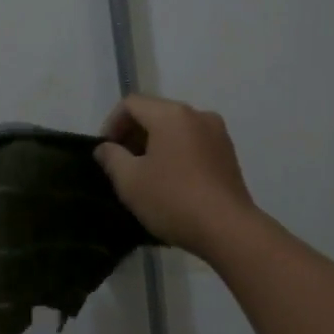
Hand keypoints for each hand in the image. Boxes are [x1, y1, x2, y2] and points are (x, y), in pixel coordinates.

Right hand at [95, 95, 256, 257]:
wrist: (228, 229)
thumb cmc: (173, 200)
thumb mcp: (130, 181)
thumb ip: (111, 158)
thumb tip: (105, 148)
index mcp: (171, 114)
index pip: (131, 104)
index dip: (111, 124)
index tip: (105, 152)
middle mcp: (197, 114)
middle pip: (155, 113)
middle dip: (133, 134)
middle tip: (121, 164)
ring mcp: (217, 133)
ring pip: (176, 129)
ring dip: (155, 145)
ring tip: (144, 174)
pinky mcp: (228, 153)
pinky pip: (193, 143)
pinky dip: (176, 153)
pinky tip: (170, 180)